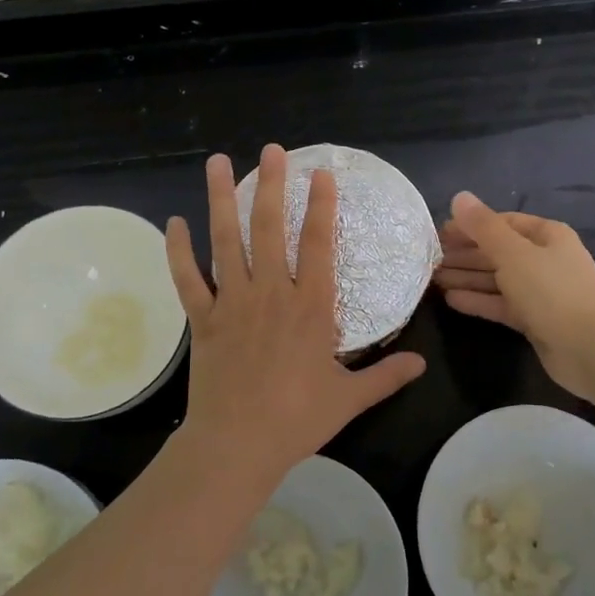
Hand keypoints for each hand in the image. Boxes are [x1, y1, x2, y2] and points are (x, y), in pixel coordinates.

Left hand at [165, 146, 426, 478]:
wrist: (239, 444)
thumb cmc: (297, 419)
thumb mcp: (349, 398)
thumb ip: (386, 376)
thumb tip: (420, 363)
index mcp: (310, 307)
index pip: (318, 243)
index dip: (320, 205)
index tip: (320, 172)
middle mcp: (271, 293)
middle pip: (270, 228)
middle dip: (272, 185)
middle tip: (272, 151)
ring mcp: (233, 303)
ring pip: (226, 241)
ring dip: (223, 199)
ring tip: (218, 162)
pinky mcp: (203, 320)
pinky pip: (187, 279)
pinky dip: (179, 251)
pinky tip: (174, 223)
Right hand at [434, 192, 594, 397]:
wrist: (592, 348)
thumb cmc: (553, 291)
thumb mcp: (513, 253)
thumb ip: (483, 227)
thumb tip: (459, 196)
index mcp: (547, 235)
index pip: (503, 223)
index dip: (471, 226)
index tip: (439, 233)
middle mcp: (545, 260)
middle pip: (498, 251)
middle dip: (465, 254)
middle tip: (429, 258)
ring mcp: (541, 292)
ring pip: (497, 279)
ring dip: (467, 277)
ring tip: (432, 279)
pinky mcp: (535, 320)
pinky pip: (501, 304)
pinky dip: (478, 301)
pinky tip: (451, 300)